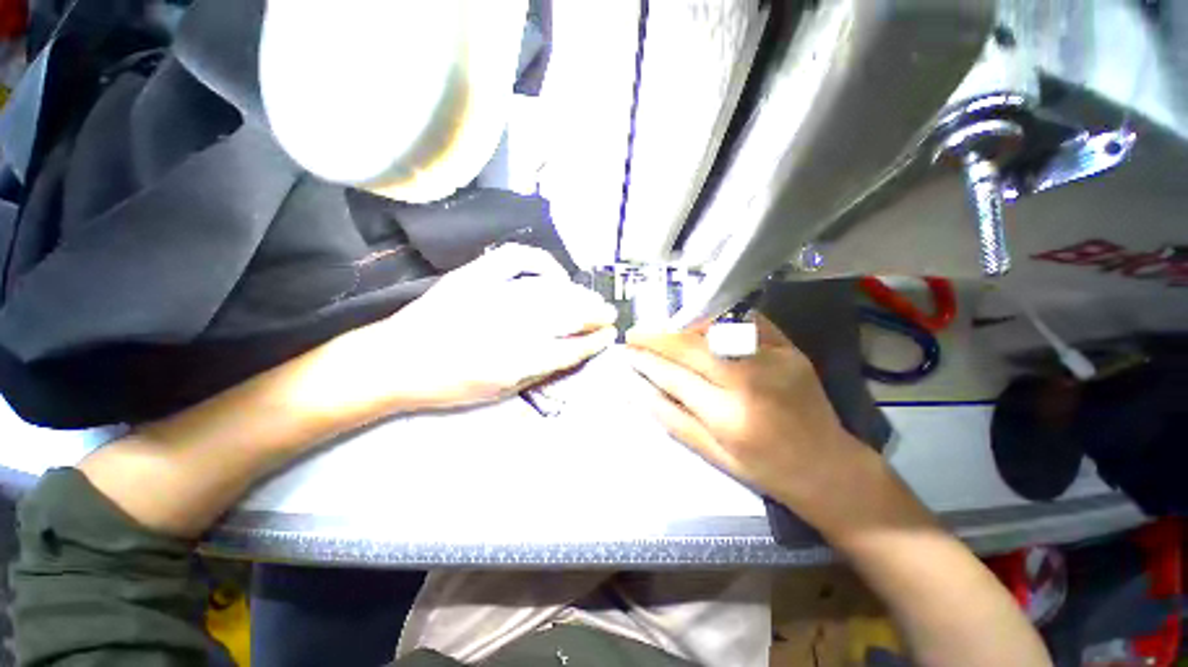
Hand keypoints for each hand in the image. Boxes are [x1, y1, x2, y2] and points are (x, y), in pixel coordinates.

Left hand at [347, 244, 617, 410]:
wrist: (393, 360)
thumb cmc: (446, 385)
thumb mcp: (496, 392)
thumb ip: (536, 370)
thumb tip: (567, 352)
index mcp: (513, 361)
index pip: (569, 348)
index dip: (594, 341)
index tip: (609, 335)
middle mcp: (507, 326)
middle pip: (565, 314)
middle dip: (594, 313)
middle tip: (608, 313)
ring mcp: (490, 295)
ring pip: (549, 289)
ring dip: (577, 292)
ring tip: (591, 297)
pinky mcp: (474, 276)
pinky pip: (517, 260)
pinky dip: (541, 263)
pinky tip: (554, 274)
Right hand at [625, 317, 872, 518]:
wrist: (829, 467)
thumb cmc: (765, 469)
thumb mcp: (712, 454)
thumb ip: (671, 417)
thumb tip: (636, 389)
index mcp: (728, 415)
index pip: (674, 375)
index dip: (645, 360)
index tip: (626, 350)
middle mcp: (750, 380)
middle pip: (691, 346)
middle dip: (657, 337)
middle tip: (635, 333)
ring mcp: (773, 359)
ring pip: (715, 328)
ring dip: (682, 326)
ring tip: (663, 331)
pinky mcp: (790, 349)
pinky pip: (745, 322)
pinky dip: (718, 320)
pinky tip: (700, 325)